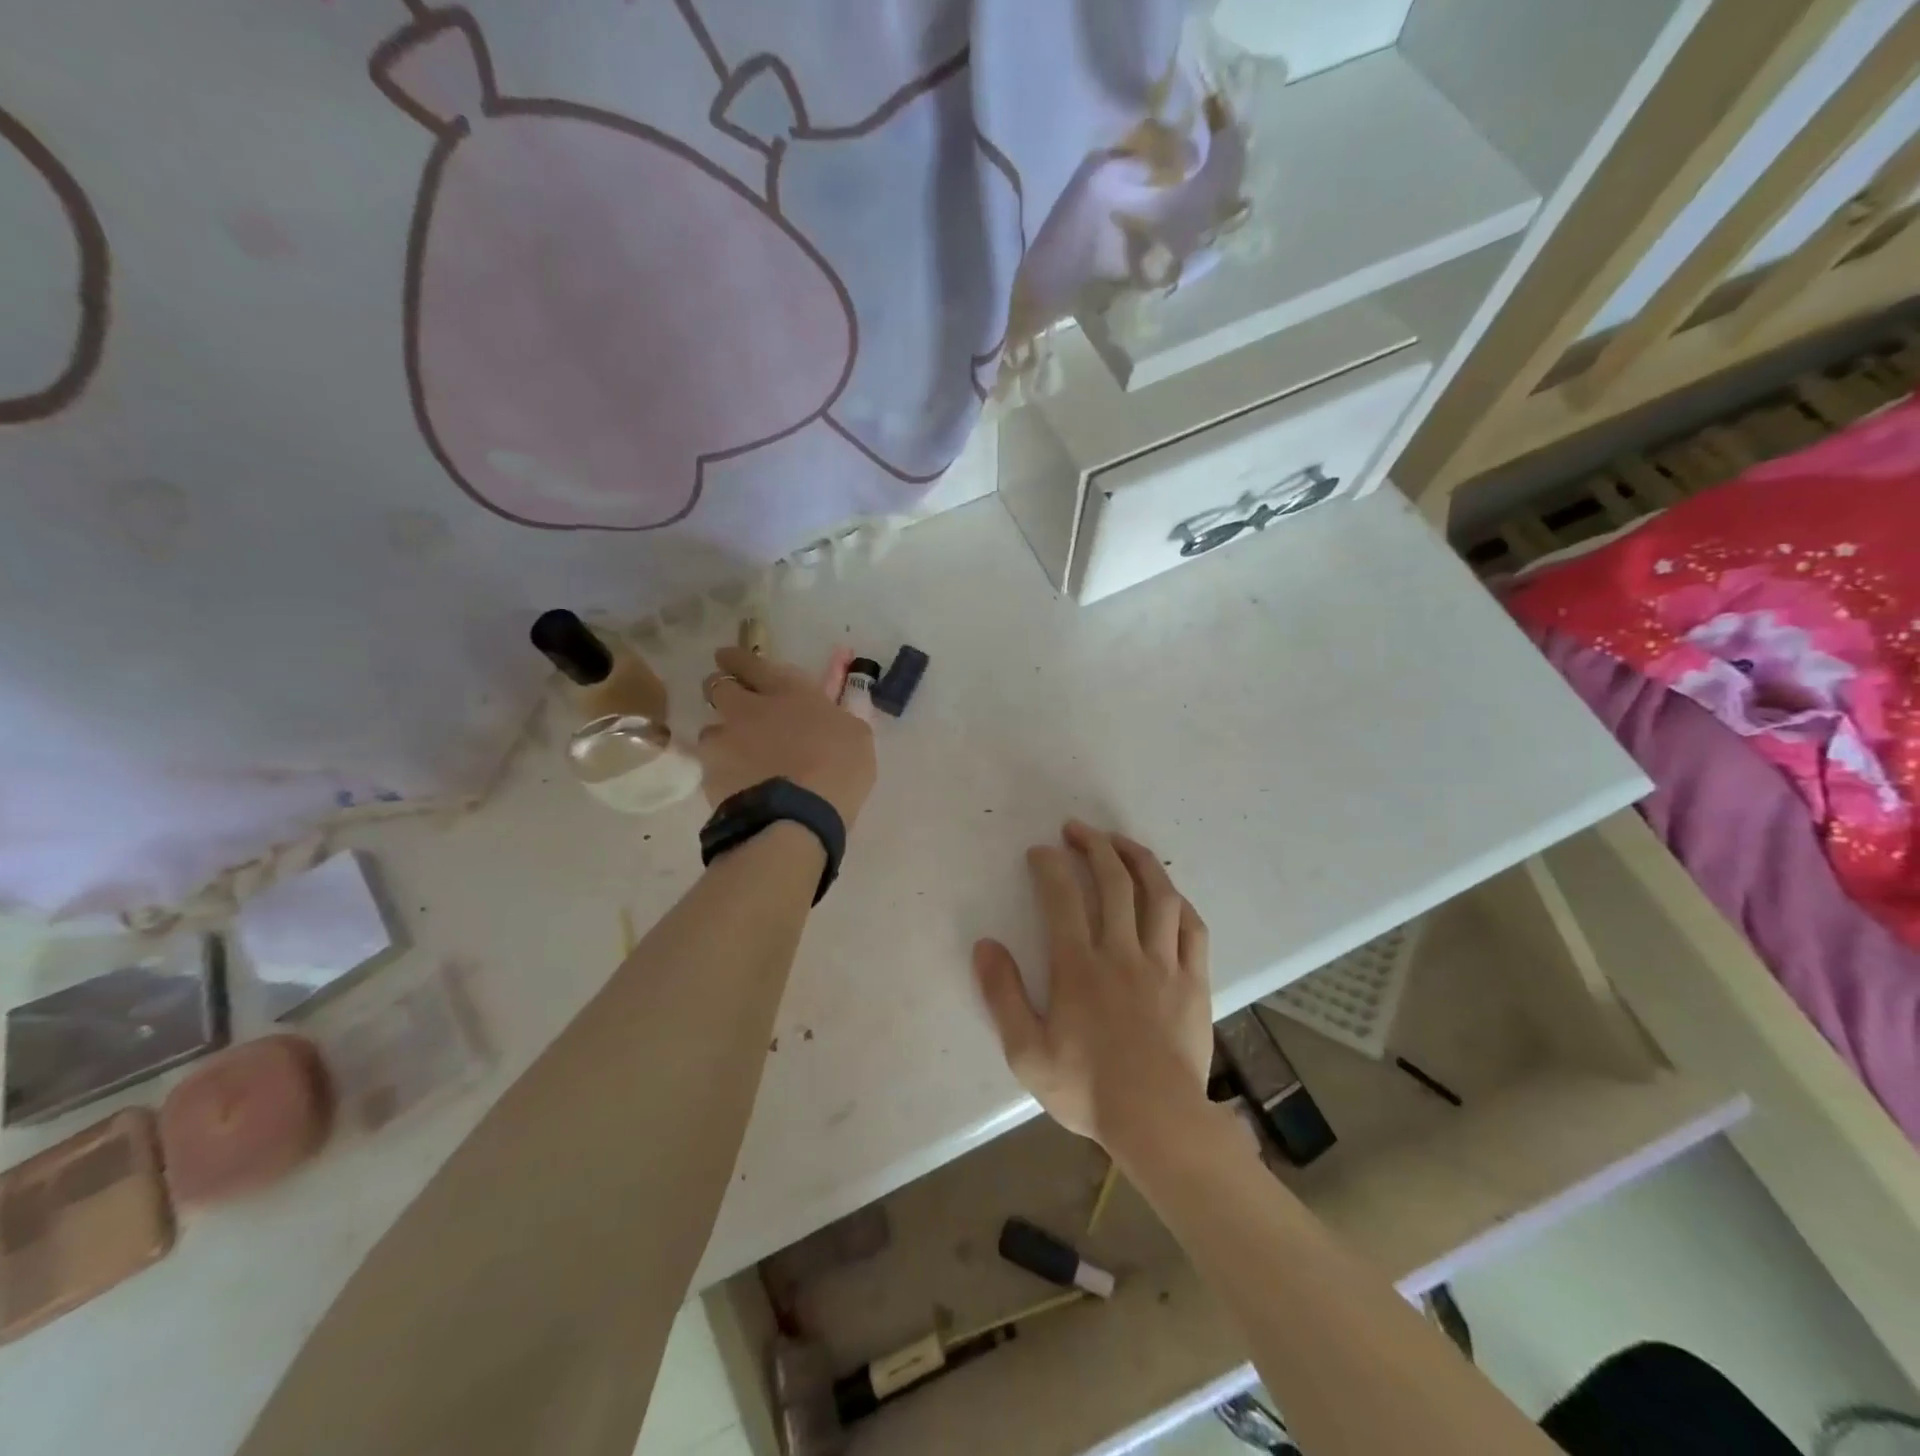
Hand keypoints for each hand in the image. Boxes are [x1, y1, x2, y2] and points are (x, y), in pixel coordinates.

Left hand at [697, 646, 875, 827]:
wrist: (797, 818)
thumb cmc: (838, 770)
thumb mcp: (857, 737)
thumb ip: (839, 718)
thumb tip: (832, 714)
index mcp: (787, 691)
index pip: (750, 662)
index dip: (737, 658)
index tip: (730, 657)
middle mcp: (748, 709)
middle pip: (717, 686)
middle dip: (722, 689)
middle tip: (733, 701)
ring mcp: (725, 742)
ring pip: (710, 728)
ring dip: (722, 735)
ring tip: (736, 754)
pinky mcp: (709, 775)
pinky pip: (711, 766)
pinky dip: (722, 771)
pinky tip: (738, 785)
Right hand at [974, 822, 1213, 1149]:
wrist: (1158, 1123)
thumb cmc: (1087, 1089)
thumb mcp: (1026, 1052)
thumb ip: (1002, 995)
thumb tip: (985, 945)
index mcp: (1079, 967)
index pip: (1062, 898)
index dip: (1050, 866)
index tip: (1040, 852)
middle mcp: (1122, 953)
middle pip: (1113, 882)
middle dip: (1094, 846)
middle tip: (1077, 830)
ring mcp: (1164, 964)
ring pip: (1158, 895)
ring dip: (1138, 859)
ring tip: (1121, 842)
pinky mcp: (1194, 980)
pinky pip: (1192, 928)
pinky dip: (1179, 902)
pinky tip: (1168, 891)